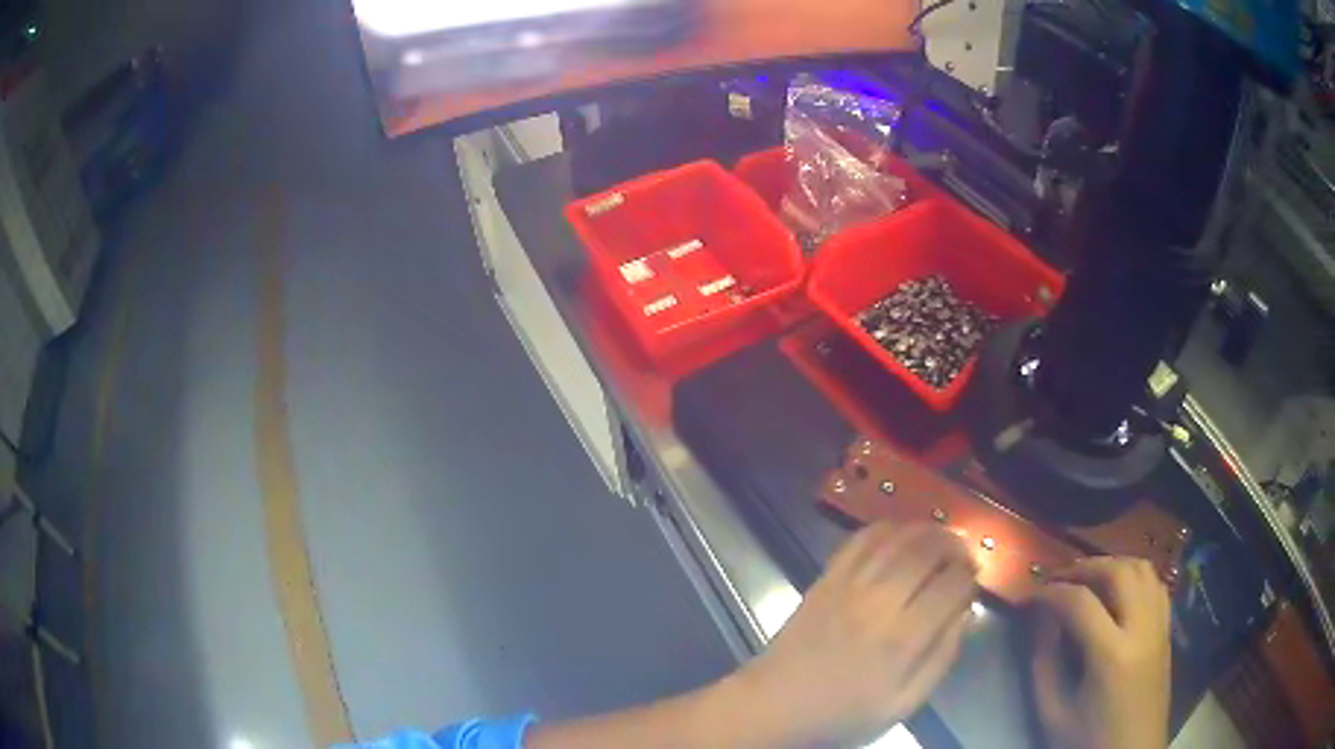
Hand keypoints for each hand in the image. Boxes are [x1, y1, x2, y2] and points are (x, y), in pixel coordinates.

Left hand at [730, 523, 978, 747]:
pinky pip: (860, 540)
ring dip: (927, 531)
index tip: (974, 582)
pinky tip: (901, 535)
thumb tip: (967, 616)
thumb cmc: (842, 713)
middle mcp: (878, 603)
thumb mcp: (902, 704)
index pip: (951, 587)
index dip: (970, 578)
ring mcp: (848, 586)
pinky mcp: (825, 579)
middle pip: (927, 552)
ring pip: (897, 538)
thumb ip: (941, 659)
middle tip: (964, 555)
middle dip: (955, 546)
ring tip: (942, 540)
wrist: (775, 705)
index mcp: (902, 640)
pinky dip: (887, 528)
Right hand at [1030, 557, 1171, 748]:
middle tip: (1058, 578)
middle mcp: (1142, 629)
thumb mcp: (1053, 712)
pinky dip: (1135, 575)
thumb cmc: (1087, 740)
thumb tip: (1041, 619)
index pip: (1080, 603)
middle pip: (1118, 572)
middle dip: (1084, 567)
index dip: (1050, 593)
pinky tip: (1118, 591)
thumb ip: (1044, 663)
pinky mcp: (1167, 630)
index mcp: (1111, 655)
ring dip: (1113, 565)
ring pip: (1143, 569)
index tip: (1029, 597)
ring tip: (1087, 579)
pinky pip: (1156, 584)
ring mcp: (1160, 626)